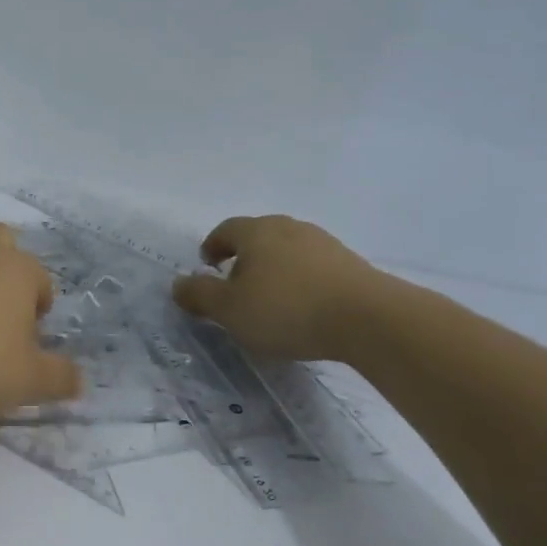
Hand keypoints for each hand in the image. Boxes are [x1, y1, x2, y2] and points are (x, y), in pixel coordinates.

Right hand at [171, 215, 381, 361]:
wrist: (368, 318)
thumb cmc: (286, 309)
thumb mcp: (230, 310)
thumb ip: (200, 295)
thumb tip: (178, 284)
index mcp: (256, 231)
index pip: (225, 230)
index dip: (212, 246)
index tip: (207, 266)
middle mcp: (289, 227)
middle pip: (258, 236)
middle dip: (243, 257)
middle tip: (235, 284)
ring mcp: (324, 242)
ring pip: (287, 250)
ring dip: (274, 269)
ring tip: (271, 299)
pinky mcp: (350, 263)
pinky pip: (313, 267)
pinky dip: (301, 280)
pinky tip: (304, 307)